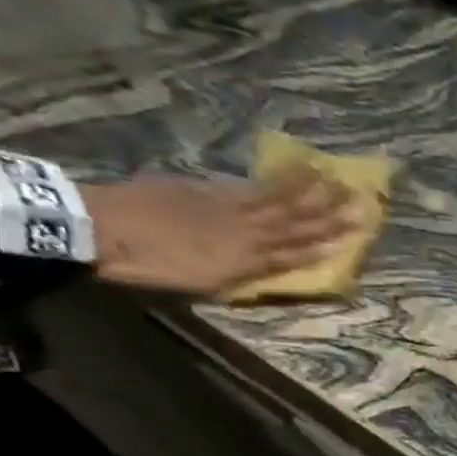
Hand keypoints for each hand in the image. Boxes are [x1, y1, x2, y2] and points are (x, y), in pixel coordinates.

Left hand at [81, 167, 355, 296]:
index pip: (297, 252)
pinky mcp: (205, 189)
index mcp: (247, 258)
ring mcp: (226, 206)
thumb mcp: (203, 282)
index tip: (356, 235)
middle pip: (295, 222)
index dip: (326, 245)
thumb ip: (243, 273)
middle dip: (328, 213)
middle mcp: (247, 231)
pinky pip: (250, 186)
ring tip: (333, 179)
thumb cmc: (149, 265)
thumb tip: (280, 268)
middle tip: (358, 200)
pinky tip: (291, 173)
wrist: (98, 227)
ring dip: (309, 191)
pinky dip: (275, 180)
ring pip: (278, 200)